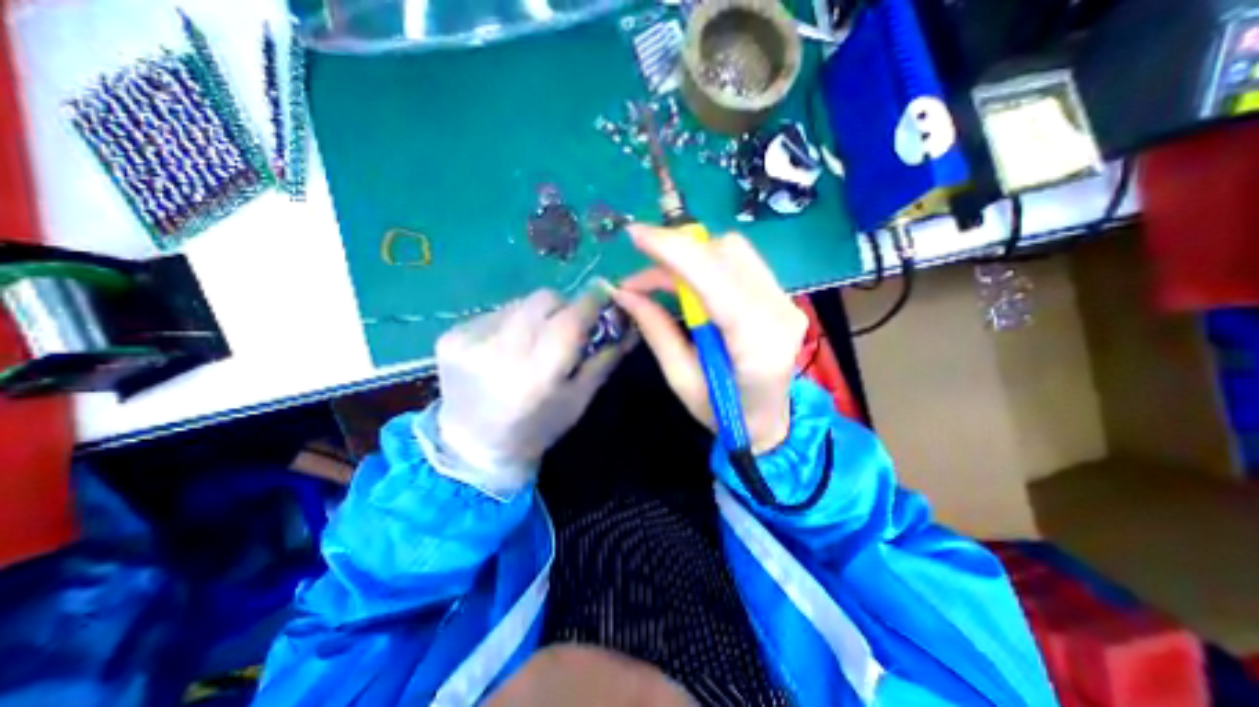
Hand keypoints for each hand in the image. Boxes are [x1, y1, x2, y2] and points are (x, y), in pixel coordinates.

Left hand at [433, 284, 629, 495]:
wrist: (474, 446)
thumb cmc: (537, 428)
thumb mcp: (579, 399)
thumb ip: (605, 358)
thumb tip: (630, 324)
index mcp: (538, 375)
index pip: (571, 319)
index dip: (592, 301)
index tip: (605, 294)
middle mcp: (501, 352)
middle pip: (545, 299)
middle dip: (565, 307)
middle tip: (567, 327)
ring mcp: (470, 340)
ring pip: (521, 302)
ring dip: (537, 315)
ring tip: (534, 341)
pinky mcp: (450, 335)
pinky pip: (496, 312)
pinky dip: (511, 322)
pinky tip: (507, 347)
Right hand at [611, 229, 806, 454]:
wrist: (769, 423)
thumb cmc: (723, 414)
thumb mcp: (681, 378)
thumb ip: (656, 330)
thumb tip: (624, 293)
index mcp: (755, 343)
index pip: (715, 280)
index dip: (673, 251)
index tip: (635, 235)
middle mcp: (778, 312)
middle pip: (726, 254)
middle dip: (677, 253)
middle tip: (641, 277)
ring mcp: (786, 301)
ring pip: (734, 252)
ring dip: (691, 256)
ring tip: (660, 280)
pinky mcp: (782, 297)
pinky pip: (741, 263)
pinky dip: (707, 263)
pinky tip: (689, 282)